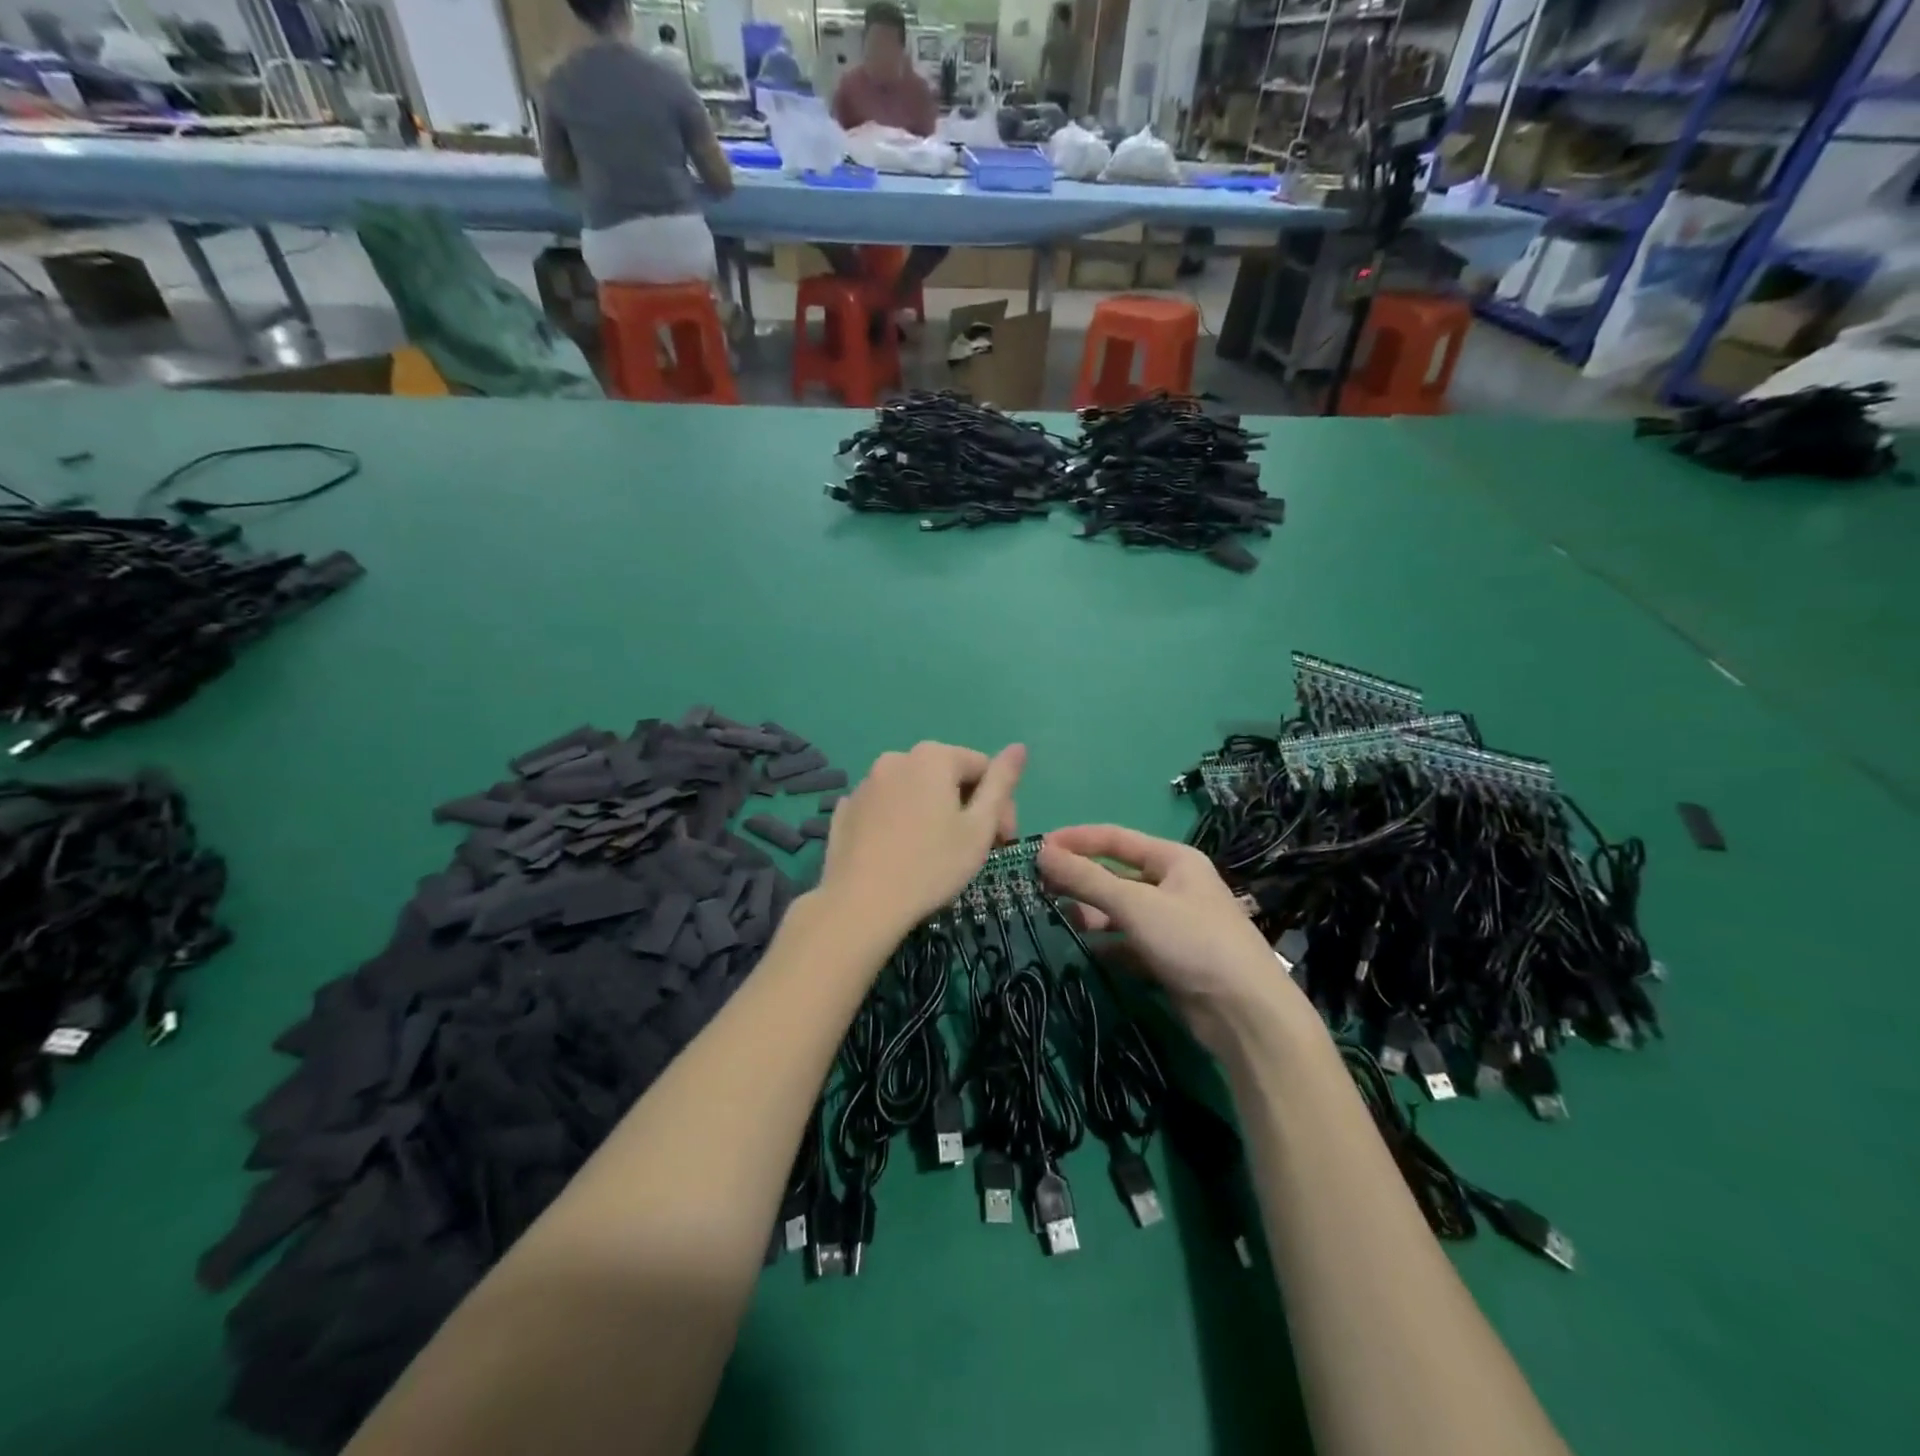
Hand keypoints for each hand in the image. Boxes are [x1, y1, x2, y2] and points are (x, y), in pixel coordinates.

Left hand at [821, 741, 1025, 935]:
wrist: (860, 904)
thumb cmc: (931, 865)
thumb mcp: (979, 827)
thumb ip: (1001, 783)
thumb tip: (1019, 747)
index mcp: (933, 756)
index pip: (983, 768)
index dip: (1001, 805)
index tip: (1003, 842)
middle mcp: (896, 758)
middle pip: (947, 777)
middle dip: (968, 807)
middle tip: (975, 851)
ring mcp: (866, 783)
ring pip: (914, 792)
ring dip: (934, 814)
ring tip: (938, 854)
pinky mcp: (846, 810)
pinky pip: (886, 809)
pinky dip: (901, 823)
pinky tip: (903, 854)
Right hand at [1038, 825, 1301, 1053]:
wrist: (1244, 1012)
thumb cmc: (1191, 941)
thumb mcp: (1135, 904)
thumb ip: (1086, 879)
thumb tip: (1041, 853)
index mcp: (1173, 859)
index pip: (1115, 838)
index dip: (1076, 840)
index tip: (1037, 848)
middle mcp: (1174, 885)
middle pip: (1116, 874)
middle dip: (1081, 879)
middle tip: (1039, 887)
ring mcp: (1172, 923)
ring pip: (1121, 910)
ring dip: (1092, 912)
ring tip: (1060, 919)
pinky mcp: (1169, 957)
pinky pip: (1129, 942)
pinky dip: (1108, 944)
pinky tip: (1086, 951)